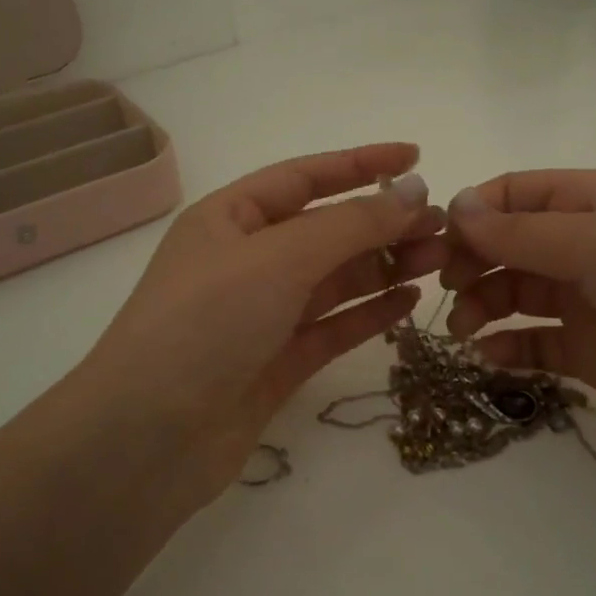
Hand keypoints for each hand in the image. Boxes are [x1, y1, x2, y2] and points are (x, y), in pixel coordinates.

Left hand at [75, 143, 445, 509]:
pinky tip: (410, 302)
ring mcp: (261, 315)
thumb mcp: (279, 258)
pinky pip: (332, 327)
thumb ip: (351, 225)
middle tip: (445, 226)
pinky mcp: (276, 363)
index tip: (415, 158)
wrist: (150, 437)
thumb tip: (414, 192)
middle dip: (383, 223)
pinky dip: (370, 313)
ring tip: (440, 261)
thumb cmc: (206, 323)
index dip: (360, 164)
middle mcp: (246, 261)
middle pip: (326, 231)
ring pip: (334, 280)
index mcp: (230, 219)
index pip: (305, 178)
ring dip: (385, 266)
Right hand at [439, 170, 595, 485]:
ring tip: (462, 333)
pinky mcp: (594, 354)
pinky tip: (488, 360)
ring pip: (516, 295)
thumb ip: (522, 231)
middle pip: (508, 245)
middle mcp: (589, 246)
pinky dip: (507, 348)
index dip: (472, 214)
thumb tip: (455, 205)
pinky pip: (536, 344)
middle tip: (447, 294)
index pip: (514, 193)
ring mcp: (591, 302)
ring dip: (481, 308)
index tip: (437, 247)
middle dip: (471, 264)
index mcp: (595, 201)